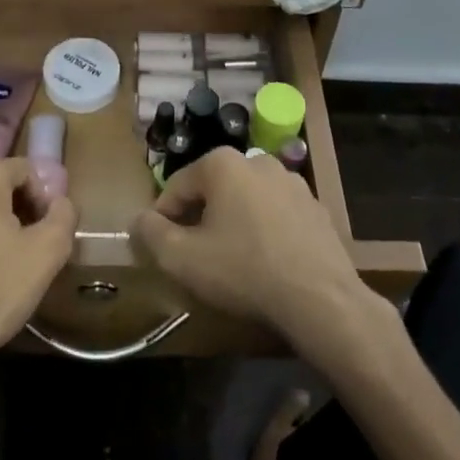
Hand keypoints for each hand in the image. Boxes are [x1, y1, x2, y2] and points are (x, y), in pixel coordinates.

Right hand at [133, 150, 389, 361]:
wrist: (320, 299)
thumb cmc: (243, 271)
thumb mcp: (182, 258)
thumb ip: (151, 234)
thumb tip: (139, 220)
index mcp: (223, 163)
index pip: (177, 186)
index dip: (162, 218)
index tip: (160, 247)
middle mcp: (258, 160)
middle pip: (213, 189)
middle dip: (199, 218)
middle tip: (194, 256)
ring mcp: (292, 182)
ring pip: (246, 200)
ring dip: (233, 222)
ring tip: (230, 261)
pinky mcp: (316, 207)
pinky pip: (276, 214)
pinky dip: (264, 230)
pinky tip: (264, 262)